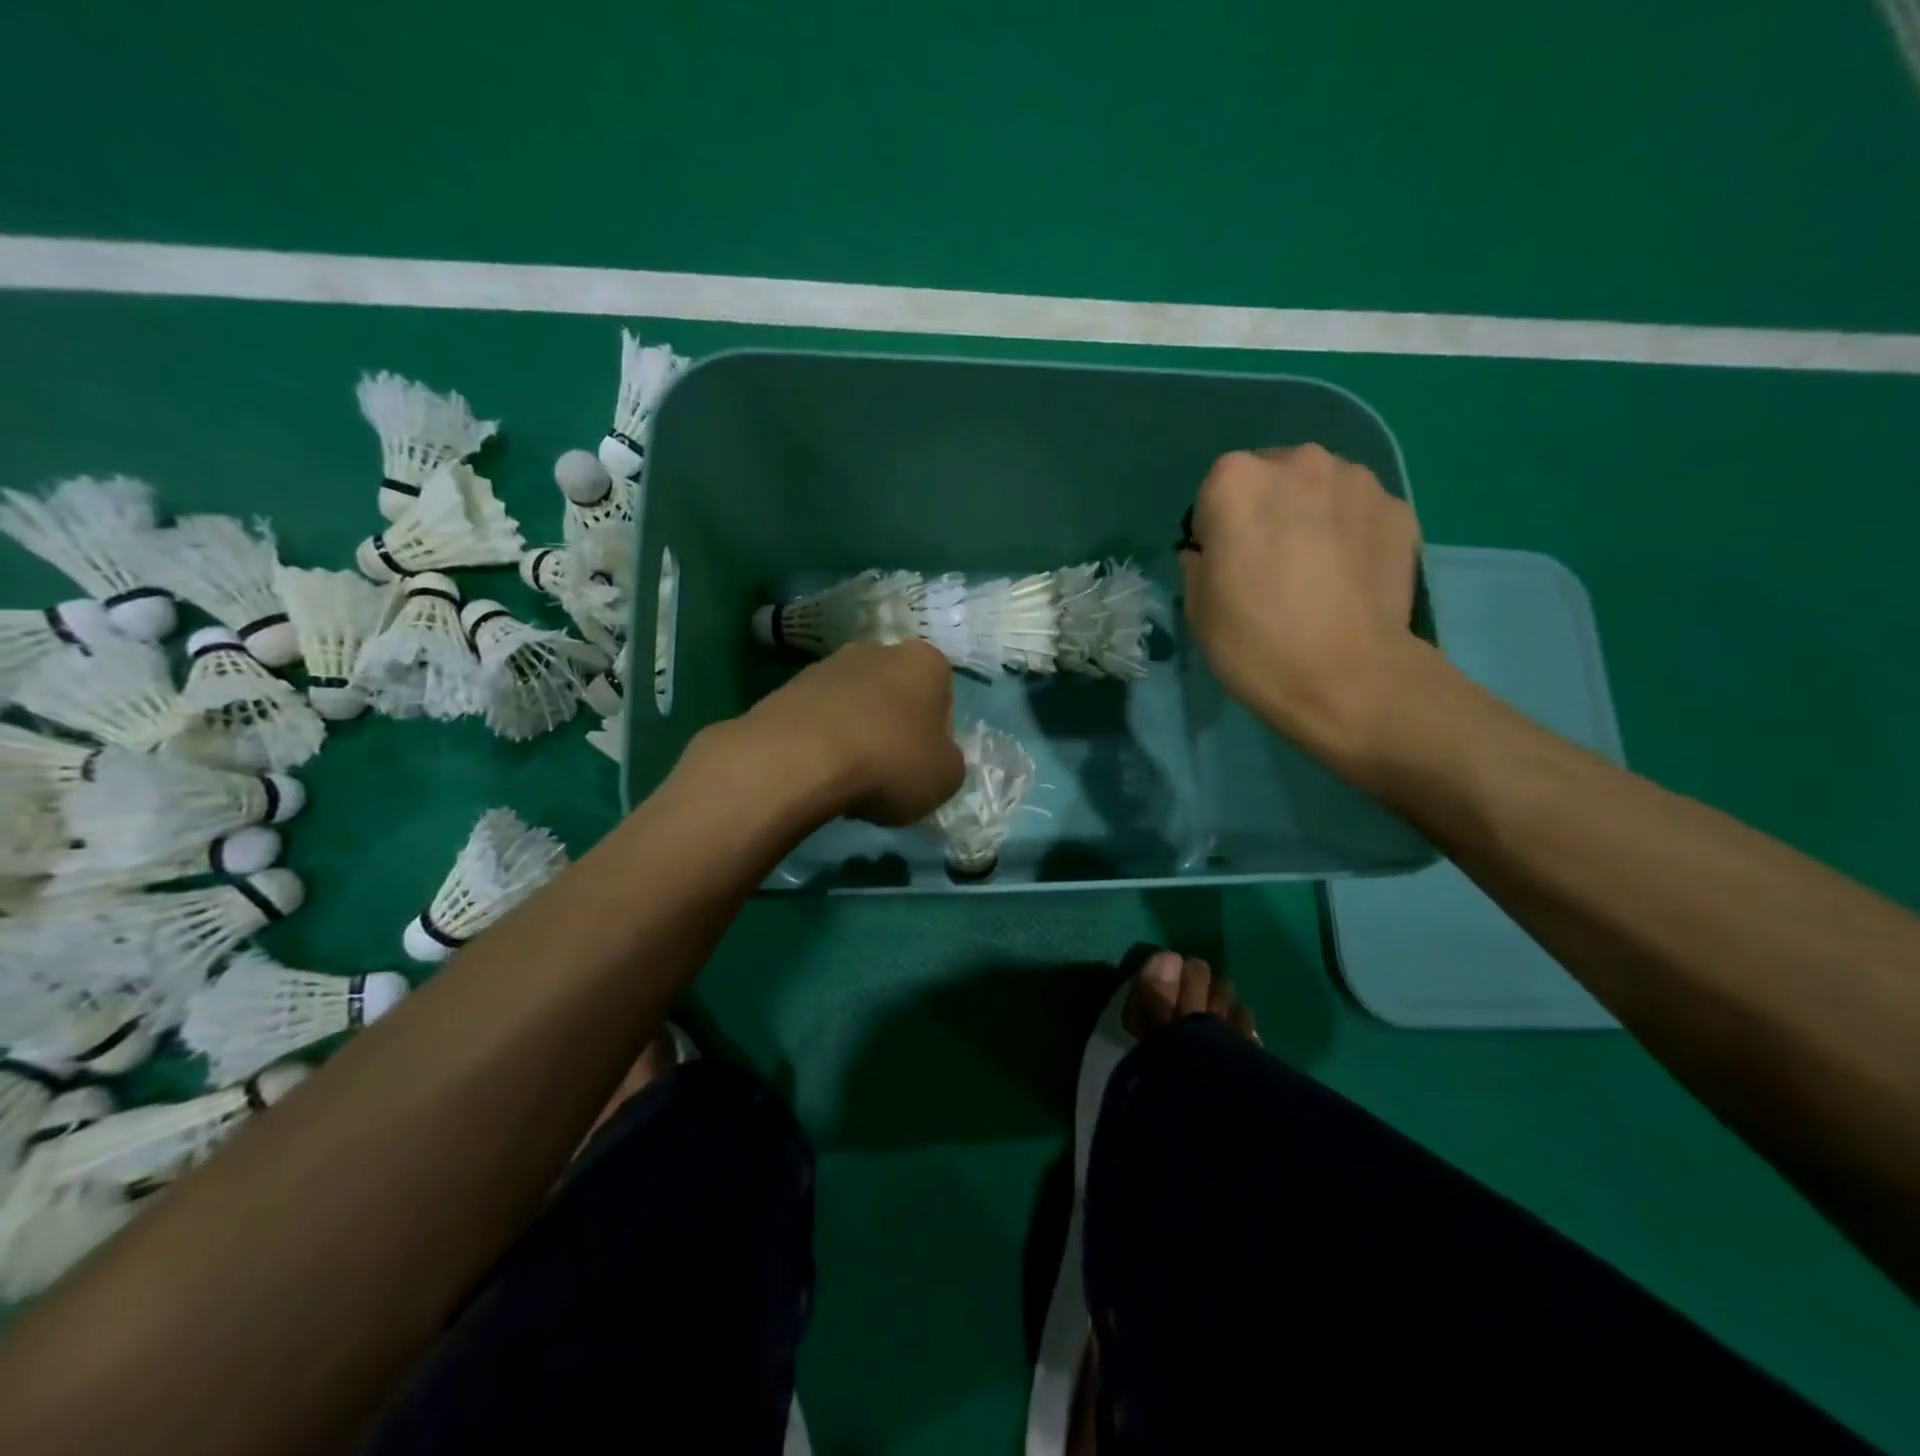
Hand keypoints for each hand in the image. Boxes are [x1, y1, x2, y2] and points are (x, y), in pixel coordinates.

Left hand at [736, 639, 964, 825]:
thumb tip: (933, 758)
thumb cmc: (890, 761)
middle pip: (896, 697)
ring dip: (857, 734)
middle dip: (893, 730)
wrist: (800, 757)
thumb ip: (949, 762)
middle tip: (887, 773)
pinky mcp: (789, 686)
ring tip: (848, 778)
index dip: (936, 739)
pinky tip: (818, 772)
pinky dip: (822, 741)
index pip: (943, 700)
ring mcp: (829, 664)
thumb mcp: (946, 777)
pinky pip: (819, 718)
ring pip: (855, 705)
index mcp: (926, 662)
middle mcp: (879, 650)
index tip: (922, 768)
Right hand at [1182, 445, 1423, 762]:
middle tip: (1272, 565)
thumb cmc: (1255, 644)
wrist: (1348, 679)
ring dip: (1312, 515)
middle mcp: (1298, 463)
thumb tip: (1212, 553)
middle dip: (1268, 511)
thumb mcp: (1197, 610)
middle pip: (1271, 478)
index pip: (1214, 492)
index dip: (1217, 530)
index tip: (1227, 566)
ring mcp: (1357, 481)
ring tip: (1316, 571)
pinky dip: (1351, 533)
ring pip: (1320, 489)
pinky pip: (1359, 512)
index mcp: (1235, 482)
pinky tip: (1350, 577)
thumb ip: (1199, 565)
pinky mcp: (1399, 508)